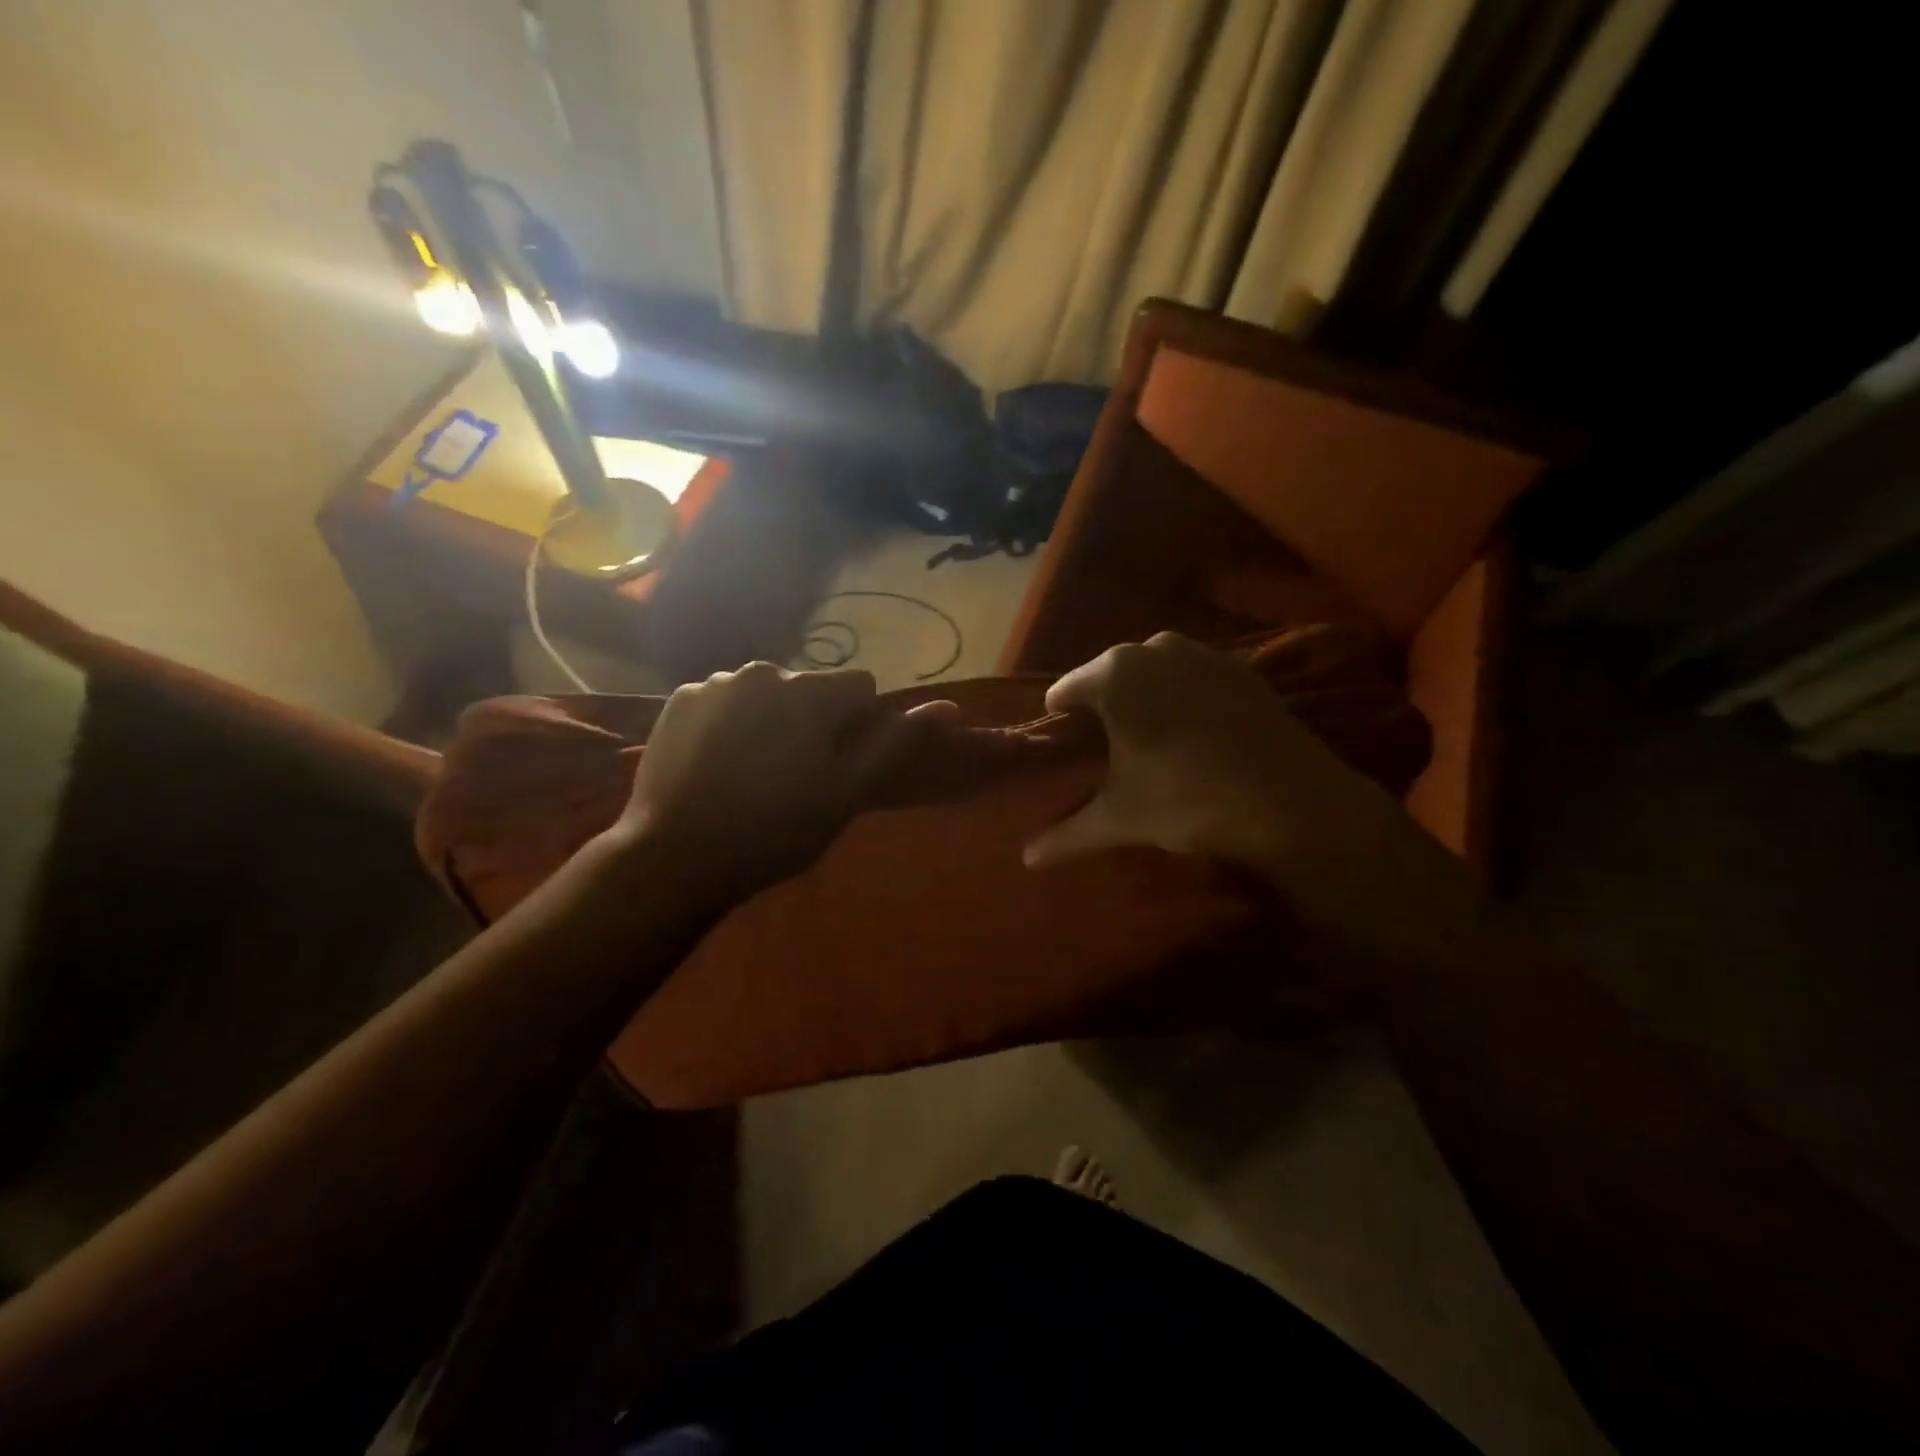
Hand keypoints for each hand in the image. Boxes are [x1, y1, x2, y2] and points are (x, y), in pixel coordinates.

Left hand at [616, 662, 953, 905]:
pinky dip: (728, 722)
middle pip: (808, 688)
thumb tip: (948, 706)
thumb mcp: (846, 794)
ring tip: (752, 772)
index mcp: (808, 692)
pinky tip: (717, 764)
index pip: (858, 687)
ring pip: (763, 693)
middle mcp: (761, 671)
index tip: (837, 765)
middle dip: (811, 719)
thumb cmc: (775, 829)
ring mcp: (713, 683)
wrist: (678, 856)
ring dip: (769, 718)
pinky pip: (721, 701)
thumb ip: (894, 745)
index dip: (856, 726)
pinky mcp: (677, 700)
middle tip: (794, 775)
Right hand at [1023, 634, 1477, 965]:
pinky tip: (1193, 734)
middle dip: (1102, 708)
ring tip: (1147, 741)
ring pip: (1153, 672)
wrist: (1295, 803)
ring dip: (1144, 699)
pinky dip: (1183, 698)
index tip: (1062, 748)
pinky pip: (1193, 678)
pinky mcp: (1242, 669)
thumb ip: (1066, 835)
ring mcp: (1204, 654)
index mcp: (1115, 674)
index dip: (1059, 722)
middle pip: (1109, 677)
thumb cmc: (1189, 800)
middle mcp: (1155, 648)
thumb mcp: (1121, 820)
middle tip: (1103, 751)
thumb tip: (1025, 860)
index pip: (1066, 692)